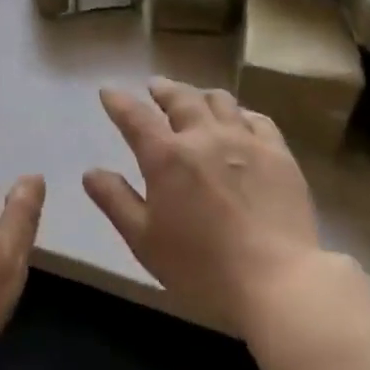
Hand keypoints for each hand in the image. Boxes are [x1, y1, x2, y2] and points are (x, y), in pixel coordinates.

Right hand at [86, 78, 322, 336]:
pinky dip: (241, 114)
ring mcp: (245, 142)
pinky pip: (258, 120)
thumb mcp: (145, 241)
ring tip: (196, 98)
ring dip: (201, 95)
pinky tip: (240, 120)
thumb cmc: (201, 269)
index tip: (108, 91)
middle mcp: (204, 136)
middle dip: (163, 89)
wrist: (277, 283)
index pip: (135, 117)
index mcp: (167, 157)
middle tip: (155, 86)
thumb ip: (116, 201)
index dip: (119, 102)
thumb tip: (91, 172)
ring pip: (220, 101)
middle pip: (181, 99)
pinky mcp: (278, 154)